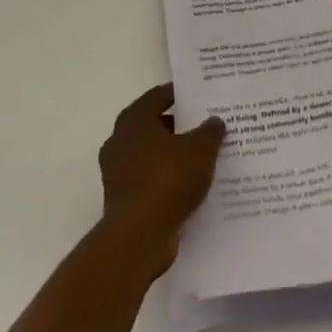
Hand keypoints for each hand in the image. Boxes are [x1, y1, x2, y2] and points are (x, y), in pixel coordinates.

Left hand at [97, 84, 225, 278]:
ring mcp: (117, 172)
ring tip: (202, 157)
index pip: (158, 96)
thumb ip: (210, 131)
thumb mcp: (200, 149)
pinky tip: (190, 185)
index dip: (180, 94)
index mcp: (134, 120)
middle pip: (154, 125)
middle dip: (179, 126)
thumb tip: (214, 121)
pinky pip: (149, 179)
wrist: (138, 237)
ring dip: (173, 154)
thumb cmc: (167, 180)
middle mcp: (120, 141)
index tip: (200, 96)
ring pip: (151, 154)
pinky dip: (166, 179)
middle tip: (205, 126)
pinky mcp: (122, 199)